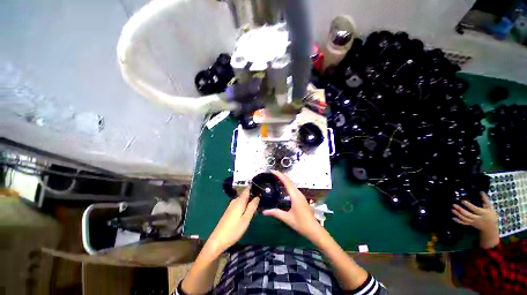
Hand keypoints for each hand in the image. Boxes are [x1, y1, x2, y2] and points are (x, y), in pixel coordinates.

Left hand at [206, 189, 258, 254]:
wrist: (217, 240)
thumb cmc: (234, 230)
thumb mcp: (246, 219)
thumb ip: (252, 207)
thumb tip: (258, 196)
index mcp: (239, 201)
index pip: (247, 189)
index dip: (254, 188)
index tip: (261, 189)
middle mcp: (235, 201)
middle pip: (245, 195)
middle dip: (253, 197)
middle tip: (262, 202)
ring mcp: (231, 206)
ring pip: (243, 201)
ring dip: (249, 203)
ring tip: (257, 209)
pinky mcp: (229, 211)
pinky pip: (239, 205)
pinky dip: (245, 207)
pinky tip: (248, 213)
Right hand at [262, 171, 321, 241]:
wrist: (313, 229)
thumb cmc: (301, 223)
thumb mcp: (287, 218)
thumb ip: (275, 213)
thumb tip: (264, 212)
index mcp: (295, 196)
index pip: (286, 182)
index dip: (280, 175)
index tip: (273, 171)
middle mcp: (298, 193)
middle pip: (289, 181)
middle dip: (281, 176)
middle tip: (272, 174)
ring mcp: (300, 195)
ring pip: (291, 184)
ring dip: (284, 179)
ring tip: (275, 178)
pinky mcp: (301, 197)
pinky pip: (293, 188)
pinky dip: (287, 184)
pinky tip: (282, 187)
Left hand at [452, 192, 499, 247]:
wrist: (490, 228)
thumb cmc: (491, 216)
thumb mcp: (490, 208)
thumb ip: (485, 200)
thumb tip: (481, 192)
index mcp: (483, 213)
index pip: (475, 209)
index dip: (469, 205)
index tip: (463, 201)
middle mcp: (478, 218)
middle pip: (468, 215)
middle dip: (461, 210)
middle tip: (454, 205)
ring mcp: (474, 222)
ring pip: (465, 219)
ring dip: (458, 214)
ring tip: (452, 210)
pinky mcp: (471, 224)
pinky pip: (464, 223)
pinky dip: (459, 221)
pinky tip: (453, 218)